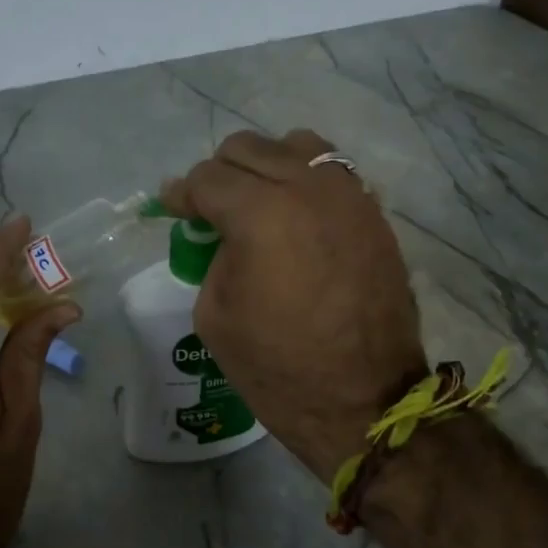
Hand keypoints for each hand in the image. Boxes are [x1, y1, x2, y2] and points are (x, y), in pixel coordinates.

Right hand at [162, 130, 424, 479]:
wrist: (363, 401)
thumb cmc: (278, 368)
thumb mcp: (215, 315)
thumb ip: (213, 257)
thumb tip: (224, 234)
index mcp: (260, 214)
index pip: (207, 179)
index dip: (181, 194)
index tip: (173, 209)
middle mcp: (307, 188)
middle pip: (248, 149)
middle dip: (219, 175)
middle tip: (210, 211)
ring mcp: (348, 197)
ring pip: (297, 147)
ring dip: (267, 167)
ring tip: (259, 204)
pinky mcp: (374, 215)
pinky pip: (332, 174)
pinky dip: (305, 183)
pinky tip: (296, 218)